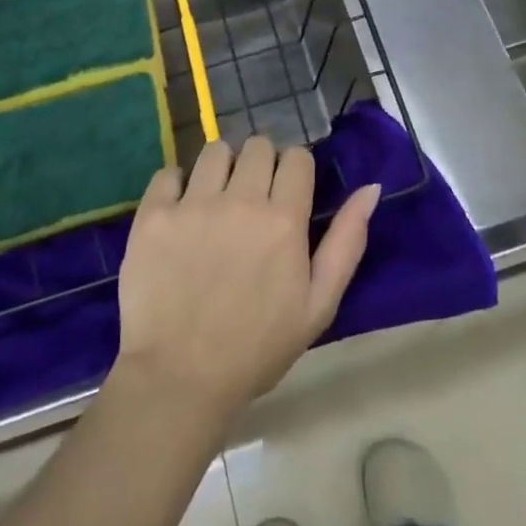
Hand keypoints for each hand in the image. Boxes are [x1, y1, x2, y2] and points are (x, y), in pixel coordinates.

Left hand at [115, 137, 379, 422]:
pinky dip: (176, 185)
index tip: (288, 193)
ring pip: (215, 150)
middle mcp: (240, 200)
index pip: (297, 157)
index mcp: (284, 219)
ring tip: (216, 199)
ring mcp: (193, 204)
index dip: (295, 171)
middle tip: (252, 198)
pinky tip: (180, 211)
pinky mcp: (154, 215)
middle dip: (261, 164)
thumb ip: (347, 242)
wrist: (179, 380)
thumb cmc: (256, 348)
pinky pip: (169, 172)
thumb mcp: (318, 305)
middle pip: (258, 145)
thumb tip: (371, 188)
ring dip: (222, 167)